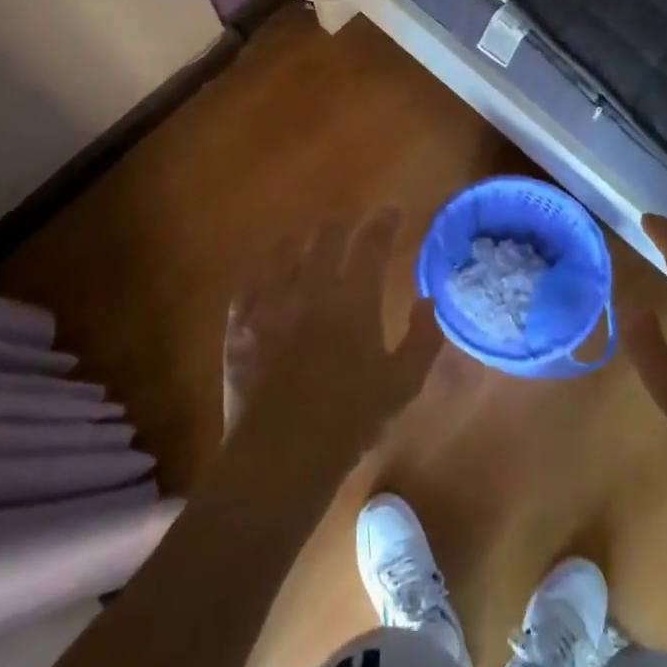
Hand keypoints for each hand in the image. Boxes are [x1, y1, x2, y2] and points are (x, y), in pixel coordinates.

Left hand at [223, 208, 442, 470]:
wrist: (280, 455)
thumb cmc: (350, 421)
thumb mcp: (403, 385)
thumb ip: (422, 338)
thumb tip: (427, 301)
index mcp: (353, 300)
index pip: (371, 243)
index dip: (383, 221)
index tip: (391, 211)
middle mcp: (310, 289)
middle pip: (325, 236)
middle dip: (342, 221)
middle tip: (352, 220)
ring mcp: (269, 303)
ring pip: (284, 251)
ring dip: (302, 238)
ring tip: (310, 238)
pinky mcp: (239, 324)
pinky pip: (251, 282)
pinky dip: (265, 272)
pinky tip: (269, 275)